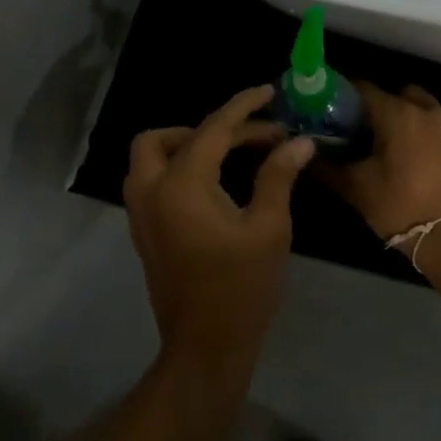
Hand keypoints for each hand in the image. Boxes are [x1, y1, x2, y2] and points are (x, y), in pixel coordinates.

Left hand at [124, 85, 316, 379]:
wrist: (206, 347)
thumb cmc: (242, 287)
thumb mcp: (268, 228)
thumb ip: (278, 177)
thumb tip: (299, 142)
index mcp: (182, 185)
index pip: (212, 130)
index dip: (243, 108)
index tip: (268, 93)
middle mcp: (151, 191)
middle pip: (161, 138)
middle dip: (202, 129)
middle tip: (245, 137)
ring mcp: (140, 214)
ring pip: (149, 159)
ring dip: (183, 146)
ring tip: (229, 155)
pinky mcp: (143, 232)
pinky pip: (151, 182)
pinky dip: (176, 169)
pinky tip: (214, 182)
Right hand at [322, 82, 440, 244]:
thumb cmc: (399, 207)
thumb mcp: (356, 188)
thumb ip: (327, 167)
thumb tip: (307, 155)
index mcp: (397, 114)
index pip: (364, 88)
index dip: (345, 96)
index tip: (333, 110)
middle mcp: (426, 111)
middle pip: (397, 93)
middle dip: (380, 105)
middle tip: (363, 130)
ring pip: (422, 108)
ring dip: (405, 117)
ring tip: (390, 145)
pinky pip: (439, 128)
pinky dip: (425, 134)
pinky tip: (415, 160)